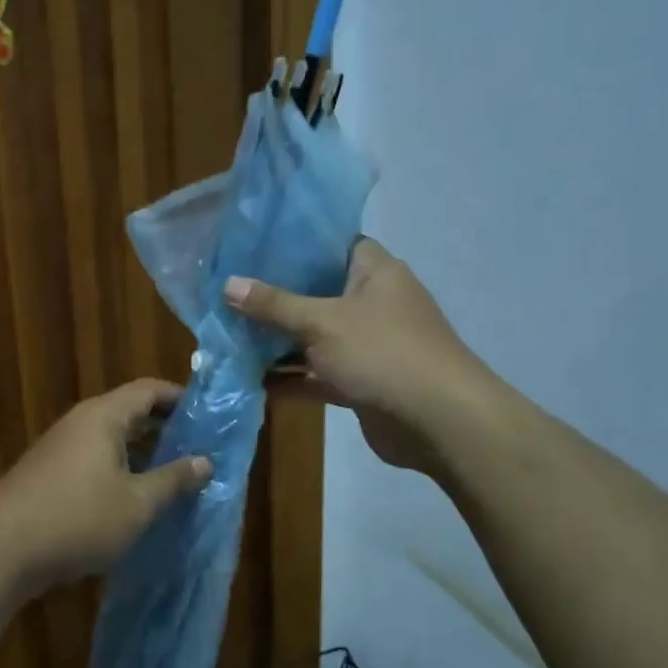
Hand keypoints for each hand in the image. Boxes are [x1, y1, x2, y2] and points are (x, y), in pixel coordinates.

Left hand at [0, 379, 211, 593]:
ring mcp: (59, 447)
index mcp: (104, 416)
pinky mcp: (47, 472)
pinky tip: (130, 498)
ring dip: (141, 452)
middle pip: (129, 411)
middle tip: (196, 448)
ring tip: (171, 475)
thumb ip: (173, 480)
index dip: (180, 398)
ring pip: (110, 438)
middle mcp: (80, 422)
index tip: (208, 416)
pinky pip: (93, 458)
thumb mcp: (137, 504)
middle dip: (164, 428)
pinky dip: (118, 468)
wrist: (0, 550)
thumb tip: (206, 462)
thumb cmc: (78, 518)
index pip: (148, 390)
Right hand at [225, 238, 484, 473]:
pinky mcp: (361, 381)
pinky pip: (318, 373)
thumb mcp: (321, 322)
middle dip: (275, 296)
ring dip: (277, 341)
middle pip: (317, 292)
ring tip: (227, 334)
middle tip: (228, 291)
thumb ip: (274, 304)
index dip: (295, 243)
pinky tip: (249, 379)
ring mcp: (367, 344)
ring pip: (314, 336)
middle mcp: (372, 302)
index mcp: (374, 271)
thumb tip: (228, 284)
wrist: (439, 423)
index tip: (253, 245)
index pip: (332, 244)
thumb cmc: (382, 352)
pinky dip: (291, 377)